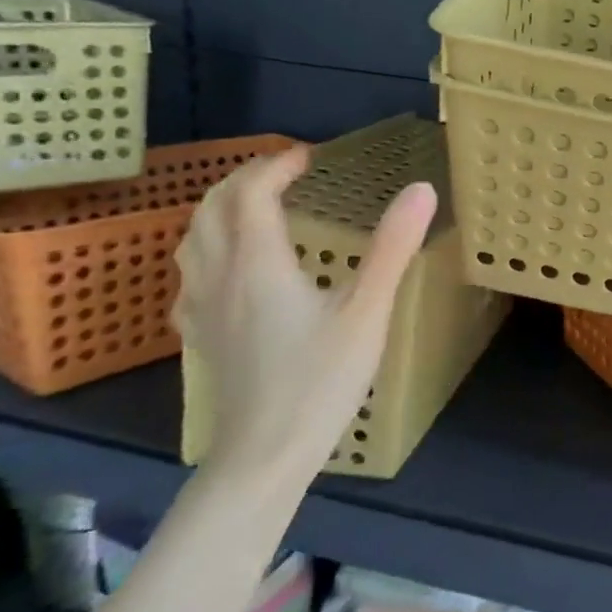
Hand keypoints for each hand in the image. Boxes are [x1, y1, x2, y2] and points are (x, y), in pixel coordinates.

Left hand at [173, 146, 437, 489]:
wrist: (264, 455)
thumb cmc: (320, 381)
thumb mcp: (368, 312)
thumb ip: (393, 247)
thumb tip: (421, 189)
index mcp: (258, 263)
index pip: (252, 194)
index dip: (276, 166)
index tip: (309, 156)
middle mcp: (220, 276)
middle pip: (213, 208)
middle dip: (245, 179)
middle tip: (283, 172)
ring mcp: (203, 309)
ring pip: (193, 239)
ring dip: (220, 208)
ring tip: (254, 205)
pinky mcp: (201, 337)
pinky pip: (191, 274)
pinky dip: (208, 248)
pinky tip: (228, 268)